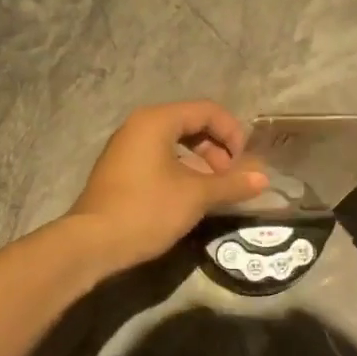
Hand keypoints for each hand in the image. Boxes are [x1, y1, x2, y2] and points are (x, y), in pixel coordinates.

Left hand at [70, 102, 268, 268]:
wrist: (92, 243)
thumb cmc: (146, 210)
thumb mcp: (196, 196)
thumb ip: (232, 184)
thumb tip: (264, 178)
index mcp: (156, 121)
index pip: (207, 111)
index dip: (233, 133)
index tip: (244, 163)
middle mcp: (139, 126)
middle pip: (191, 124)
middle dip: (217, 149)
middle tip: (229, 179)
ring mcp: (126, 148)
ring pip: (174, 143)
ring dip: (201, 163)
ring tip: (213, 191)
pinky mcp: (120, 170)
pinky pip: (159, 159)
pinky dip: (180, 171)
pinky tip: (189, 198)